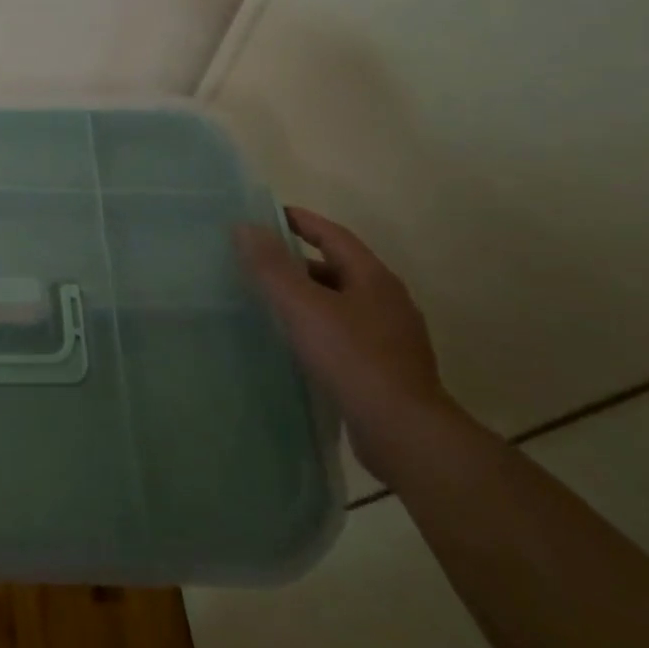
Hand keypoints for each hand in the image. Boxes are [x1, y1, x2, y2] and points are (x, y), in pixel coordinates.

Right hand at [236, 207, 454, 477]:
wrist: (404, 432)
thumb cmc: (352, 358)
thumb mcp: (303, 306)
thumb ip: (272, 266)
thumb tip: (244, 225)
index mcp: (373, 278)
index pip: (333, 235)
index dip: (301, 221)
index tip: (267, 215)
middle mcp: (388, 300)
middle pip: (339, 267)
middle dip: (300, 260)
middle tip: (260, 260)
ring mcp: (392, 336)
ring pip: (343, 302)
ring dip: (310, 295)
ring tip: (272, 301)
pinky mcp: (387, 368)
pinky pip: (346, 332)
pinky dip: (319, 325)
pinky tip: (298, 341)